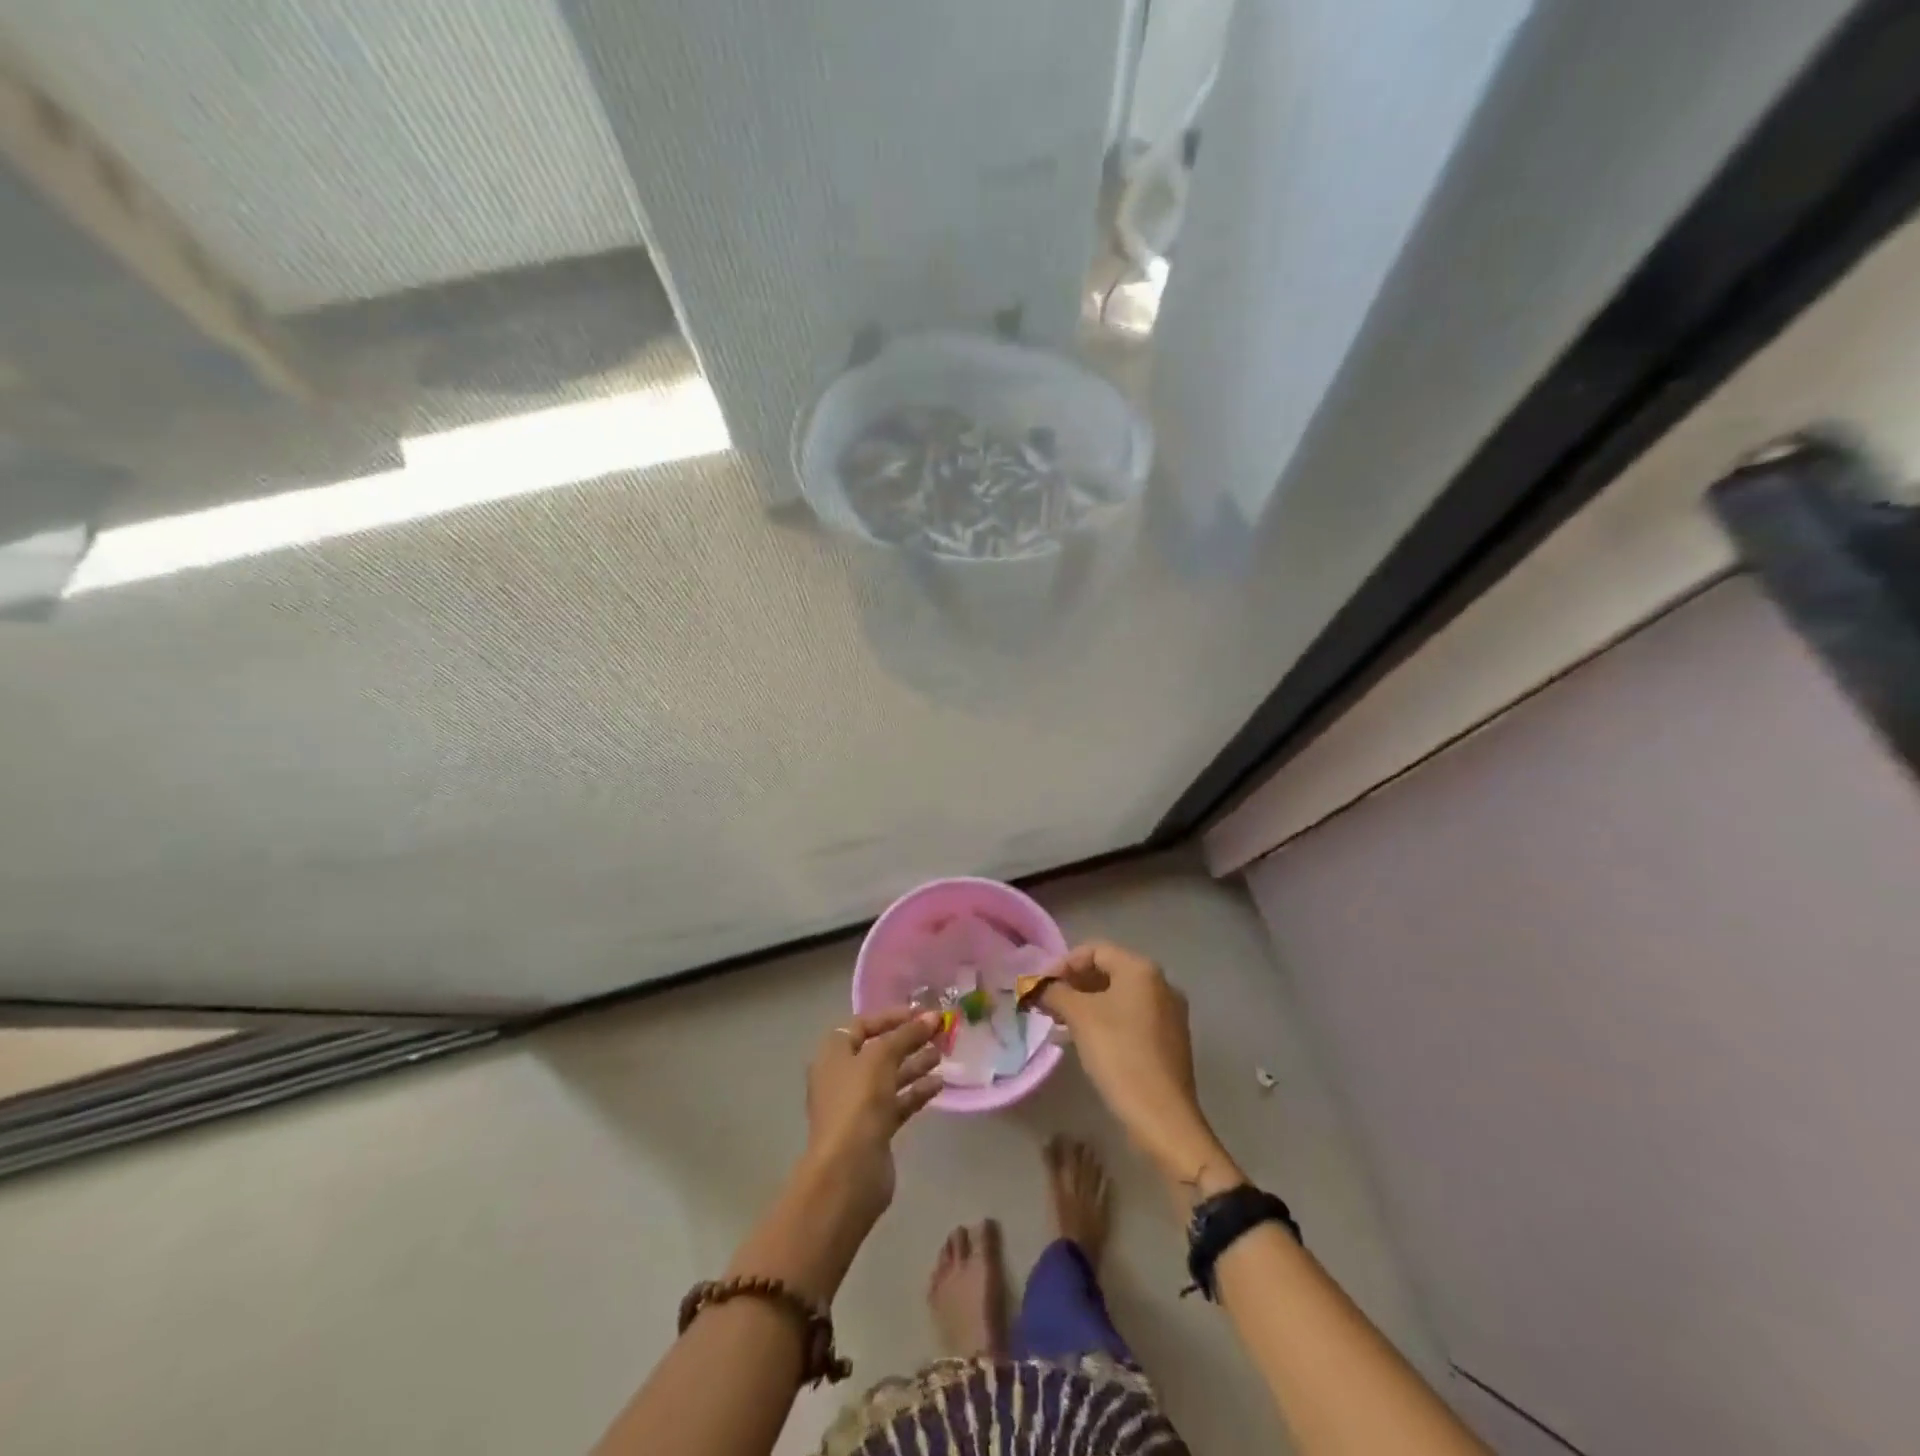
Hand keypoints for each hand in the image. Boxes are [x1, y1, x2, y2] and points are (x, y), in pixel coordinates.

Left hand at [802, 1009, 943, 1225]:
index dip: (892, 1017)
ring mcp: (858, 1105)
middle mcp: (843, 1076)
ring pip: (890, 1077)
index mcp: (834, 1054)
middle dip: (908, 1040)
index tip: (922, 1013)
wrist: (848, 1171)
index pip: (863, 1025)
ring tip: (943, 1053)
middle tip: (939, 1032)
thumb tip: (932, 1016)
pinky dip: (916, 1092)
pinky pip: (898, 1102)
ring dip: (915, 1064)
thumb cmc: (858, 1102)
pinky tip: (939, 1084)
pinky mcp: (874, 1129)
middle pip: (879, 1050)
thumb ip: (907, 1034)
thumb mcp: (881, 1057)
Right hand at [1039, 943, 1238, 1191]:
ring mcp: (1168, 1013)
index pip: (1095, 950)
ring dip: (1085, 1004)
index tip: (1040, 986)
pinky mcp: (1169, 1040)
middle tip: (1046, 1004)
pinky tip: (1083, 1041)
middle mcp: (1160, 984)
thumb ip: (1054, 993)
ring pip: (1118, 997)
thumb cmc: (1119, 1055)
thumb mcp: (1080, 1017)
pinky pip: (1130, 1018)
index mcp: (1141, 970)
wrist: (1162, 1116)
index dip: (1063, 964)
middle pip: (1108, 971)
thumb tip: (1035, 986)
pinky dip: (1104, 1021)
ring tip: (1058, 1024)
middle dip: (1073, 985)